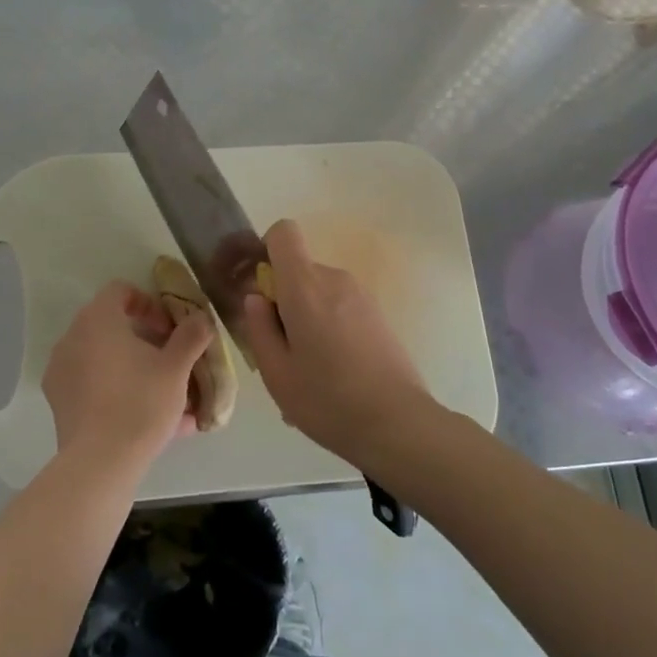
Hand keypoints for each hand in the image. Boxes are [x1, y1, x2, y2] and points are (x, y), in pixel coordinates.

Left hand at [42, 282, 212, 471]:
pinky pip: (94, 386)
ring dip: (134, 368)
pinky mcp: (59, 403)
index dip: (149, 303)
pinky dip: (119, 391)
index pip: (121, 291)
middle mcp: (72, 338)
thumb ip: (191, 336)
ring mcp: (61, 371)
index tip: (169, 329)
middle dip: (145, 340)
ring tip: (165, 395)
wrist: (100, 463)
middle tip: (170, 360)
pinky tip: (149, 420)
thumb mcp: (176, 367)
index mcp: (97, 320)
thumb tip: (201, 318)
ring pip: (105, 359)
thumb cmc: (140, 402)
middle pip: (112, 326)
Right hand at [240, 220, 432, 468]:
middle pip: (300, 269)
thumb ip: (259, 327)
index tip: (262, 289)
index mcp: (305, 286)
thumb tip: (257, 298)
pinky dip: (329, 328)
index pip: (284, 233)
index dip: (267, 250)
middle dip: (284, 298)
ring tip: (308, 370)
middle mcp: (335, 279)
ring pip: (320, 292)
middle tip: (281, 349)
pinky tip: (333, 374)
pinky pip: (341, 308)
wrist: (398, 424)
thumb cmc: (327, 400)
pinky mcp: (379, 315)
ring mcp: (362, 296)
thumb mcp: (276, 372)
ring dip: (307, 317)